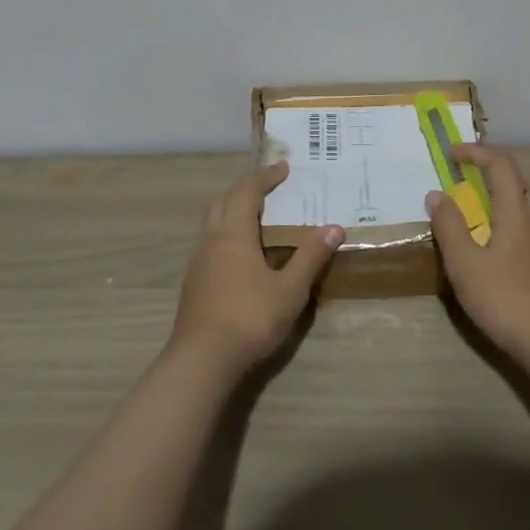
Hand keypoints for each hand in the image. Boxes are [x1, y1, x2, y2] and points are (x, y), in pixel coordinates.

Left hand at [170, 162, 341, 374]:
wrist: (201, 362)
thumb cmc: (249, 317)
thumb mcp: (290, 288)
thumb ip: (311, 256)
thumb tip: (334, 227)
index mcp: (233, 233)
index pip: (247, 191)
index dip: (265, 176)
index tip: (284, 168)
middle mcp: (212, 240)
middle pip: (225, 201)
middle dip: (246, 189)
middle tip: (270, 187)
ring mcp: (199, 263)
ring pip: (214, 223)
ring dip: (235, 211)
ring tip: (259, 218)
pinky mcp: (194, 284)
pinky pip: (212, 243)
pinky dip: (229, 234)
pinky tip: (244, 254)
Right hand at [427, 144, 529, 357]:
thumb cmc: (502, 297)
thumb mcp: (464, 262)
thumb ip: (449, 225)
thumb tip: (437, 194)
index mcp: (516, 212)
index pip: (501, 166)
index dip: (477, 153)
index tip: (452, 155)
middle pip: (529, 179)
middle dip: (503, 169)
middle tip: (478, 176)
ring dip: (516, 192)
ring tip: (490, 204)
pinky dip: (520, 218)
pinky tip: (502, 239)